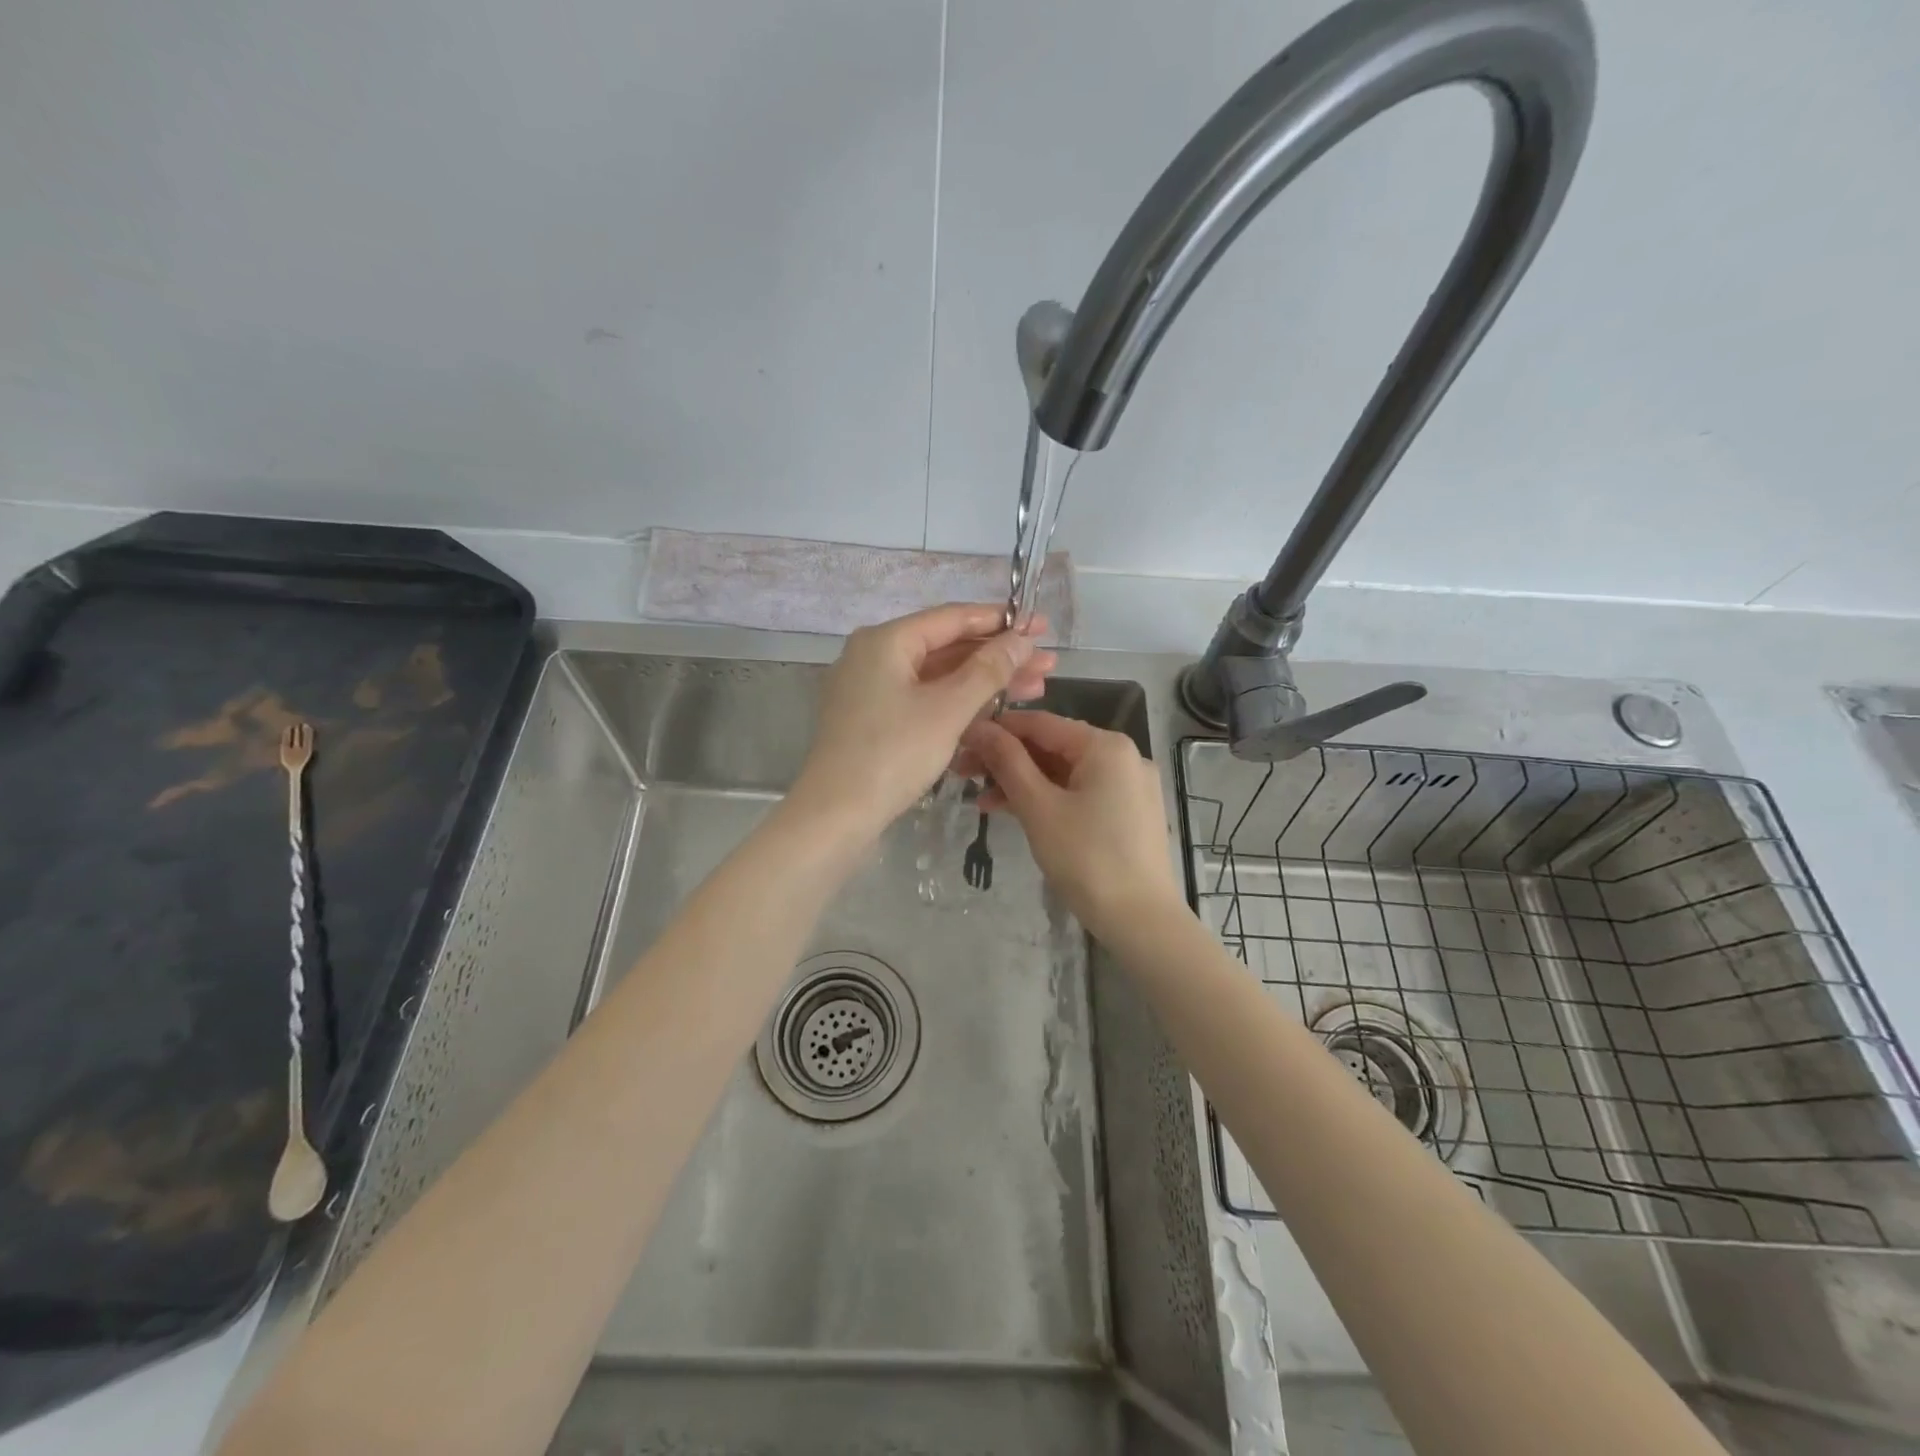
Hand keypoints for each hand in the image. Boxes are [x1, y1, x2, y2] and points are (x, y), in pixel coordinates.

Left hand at [790, 604, 1055, 841]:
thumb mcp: (948, 709)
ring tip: (1034, 688)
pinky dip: (957, 701)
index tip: (1040, 626)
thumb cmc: (893, 754)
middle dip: (999, 656)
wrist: (835, 814)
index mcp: (886, 641)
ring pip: (938, 675)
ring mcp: (871, 688)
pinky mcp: (873, 718)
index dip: (1001, 621)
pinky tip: (994, 709)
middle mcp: (874, 655)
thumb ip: (989, 670)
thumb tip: (1022, 637)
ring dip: (984, 681)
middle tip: (1046, 664)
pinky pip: (923, 698)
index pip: (952, 618)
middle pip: (947, 647)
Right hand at [959, 710, 1182, 939]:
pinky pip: (1079, 793)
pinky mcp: (1127, 812)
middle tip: (963, 773)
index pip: (1041, 723)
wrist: (1140, 921)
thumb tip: (978, 728)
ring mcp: (1128, 785)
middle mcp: (1122, 756)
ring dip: (1022, 783)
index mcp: (1105, 746)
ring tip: (981, 801)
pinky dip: (1047, 799)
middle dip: (1006, 760)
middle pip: (1052, 747)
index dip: (997, 729)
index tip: (960, 741)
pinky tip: (1014, 813)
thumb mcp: (1038, 807)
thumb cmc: (1086, 858)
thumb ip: (1007, 762)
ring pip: (1063, 773)